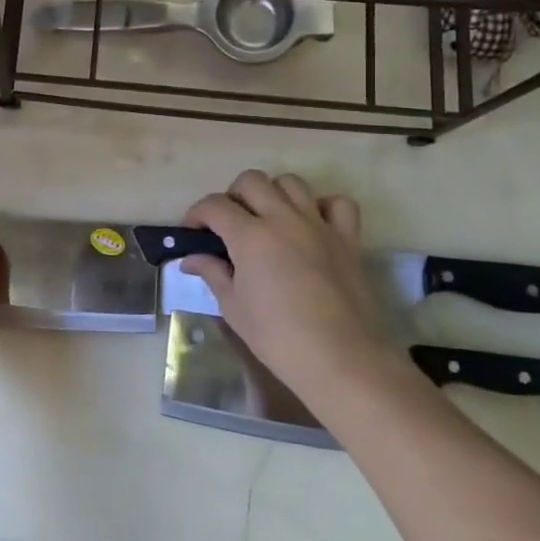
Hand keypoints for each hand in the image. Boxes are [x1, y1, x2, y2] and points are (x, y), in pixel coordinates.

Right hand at [180, 170, 390, 400]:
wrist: (340, 359)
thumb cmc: (277, 337)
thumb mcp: (233, 307)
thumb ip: (212, 273)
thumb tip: (191, 258)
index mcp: (250, 235)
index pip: (214, 205)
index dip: (196, 214)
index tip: (192, 232)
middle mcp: (283, 219)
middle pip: (252, 181)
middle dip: (233, 196)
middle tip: (229, 224)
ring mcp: (318, 225)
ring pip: (292, 183)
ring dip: (273, 193)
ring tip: (268, 219)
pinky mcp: (347, 239)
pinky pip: (338, 204)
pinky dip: (322, 206)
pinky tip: (312, 225)